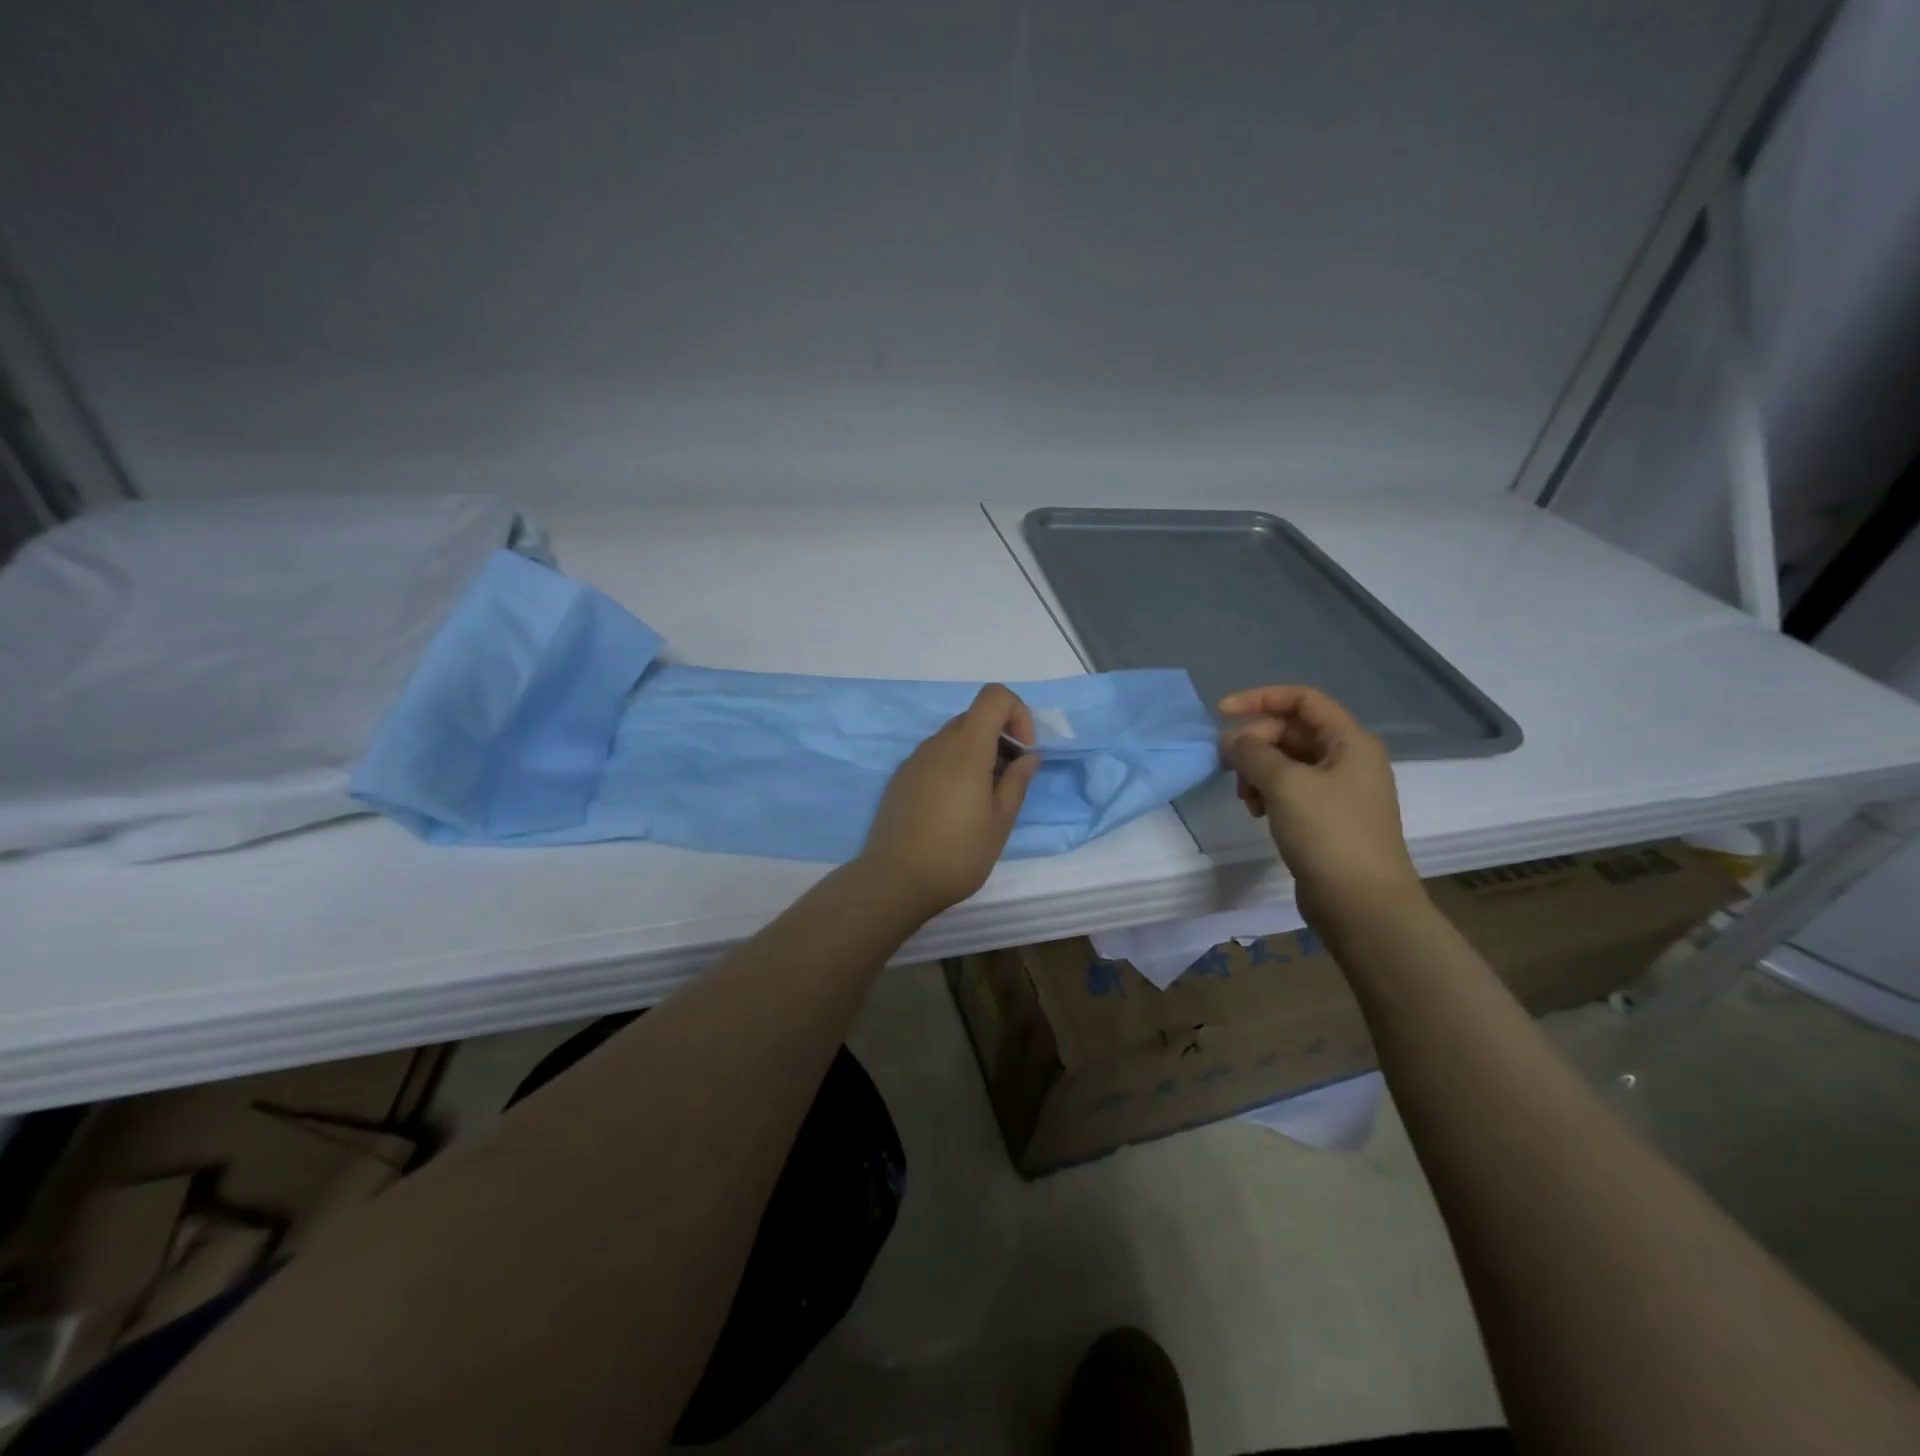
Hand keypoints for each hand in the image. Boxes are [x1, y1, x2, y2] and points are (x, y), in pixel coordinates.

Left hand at [858, 684, 1041, 919]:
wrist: (895, 879)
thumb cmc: (958, 852)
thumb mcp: (1000, 821)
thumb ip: (1017, 781)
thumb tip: (1028, 756)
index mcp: (967, 747)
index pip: (994, 696)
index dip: (1017, 713)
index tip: (1024, 750)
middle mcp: (938, 744)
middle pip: (975, 718)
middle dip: (1000, 738)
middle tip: (1009, 781)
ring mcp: (915, 760)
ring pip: (954, 738)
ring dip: (977, 754)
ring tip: (983, 800)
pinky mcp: (901, 778)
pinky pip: (935, 757)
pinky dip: (954, 767)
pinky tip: (954, 809)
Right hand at [1218, 685, 1421, 924]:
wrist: (1363, 905)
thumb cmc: (1329, 835)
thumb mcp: (1286, 785)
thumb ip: (1252, 753)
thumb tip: (1229, 739)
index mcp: (1350, 742)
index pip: (1302, 699)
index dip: (1260, 698)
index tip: (1221, 712)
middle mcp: (1348, 759)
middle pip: (1292, 731)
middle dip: (1255, 743)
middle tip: (1229, 767)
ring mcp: (1338, 791)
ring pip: (1287, 762)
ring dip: (1258, 771)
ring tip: (1245, 798)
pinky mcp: (1326, 818)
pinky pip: (1290, 790)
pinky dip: (1268, 793)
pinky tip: (1257, 812)